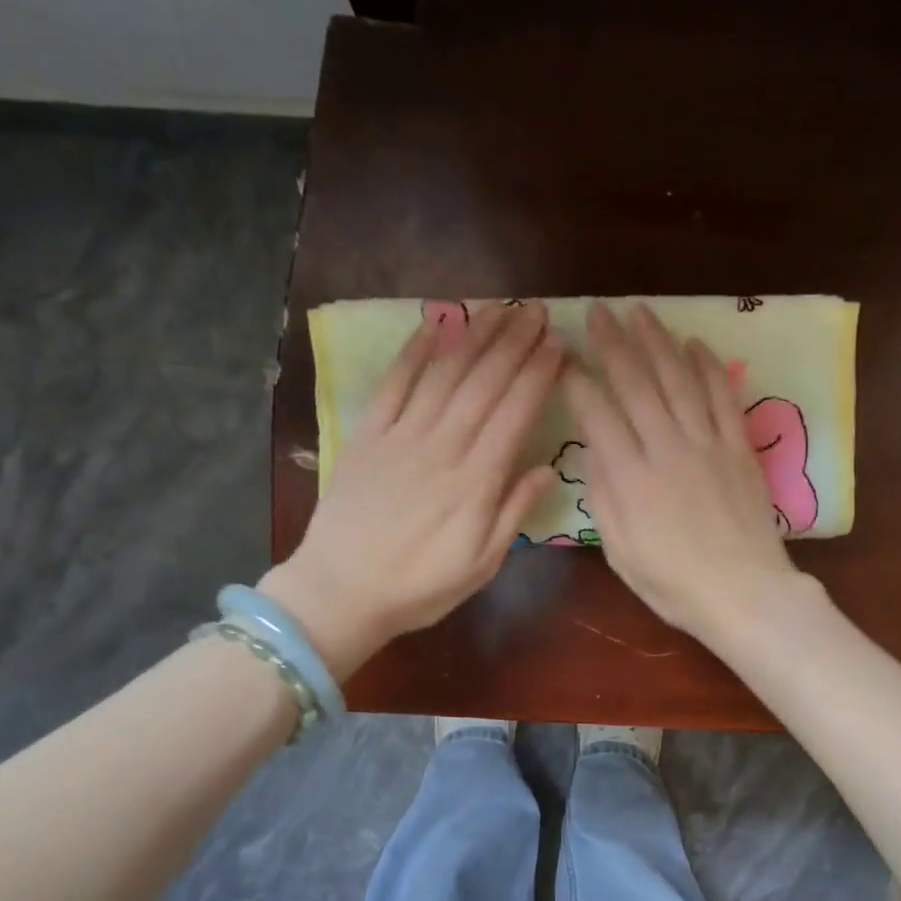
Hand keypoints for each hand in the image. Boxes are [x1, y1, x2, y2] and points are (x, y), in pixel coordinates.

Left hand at [261, 303, 561, 677]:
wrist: (341, 591)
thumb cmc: (420, 587)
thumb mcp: (482, 564)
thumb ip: (514, 513)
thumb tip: (547, 469)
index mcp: (476, 481)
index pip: (515, 414)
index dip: (539, 376)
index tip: (559, 347)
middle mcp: (443, 447)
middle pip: (484, 384)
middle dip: (514, 344)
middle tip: (537, 311)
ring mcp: (402, 436)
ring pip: (444, 375)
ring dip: (474, 338)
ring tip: (500, 309)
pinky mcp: (368, 435)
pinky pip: (394, 384)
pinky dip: (415, 352)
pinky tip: (435, 325)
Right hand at [564, 302, 806, 648]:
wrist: (744, 592)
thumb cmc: (674, 583)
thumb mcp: (621, 552)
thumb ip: (603, 498)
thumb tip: (594, 451)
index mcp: (630, 478)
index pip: (597, 414)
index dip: (578, 381)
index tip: (565, 357)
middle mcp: (666, 449)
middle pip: (636, 384)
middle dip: (613, 344)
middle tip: (598, 311)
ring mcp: (707, 444)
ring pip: (679, 380)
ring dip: (658, 342)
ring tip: (640, 313)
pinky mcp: (739, 447)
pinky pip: (723, 397)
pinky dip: (709, 367)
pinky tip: (695, 344)